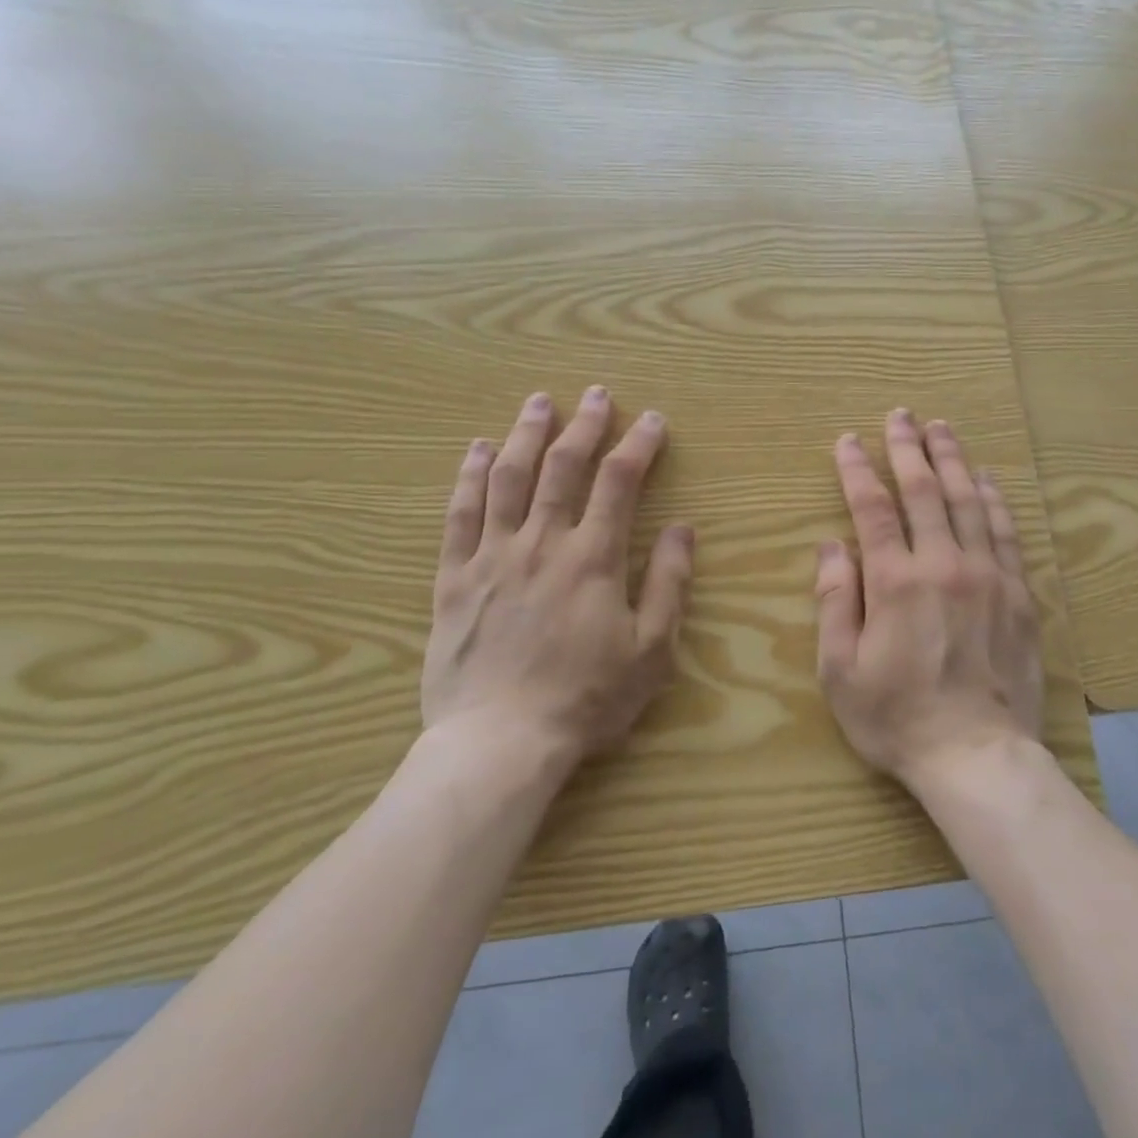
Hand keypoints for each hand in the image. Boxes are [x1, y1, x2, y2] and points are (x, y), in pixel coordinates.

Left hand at [420, 386, 694, 769]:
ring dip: (526, 435)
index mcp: (593, 558)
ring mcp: (493, 556)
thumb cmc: (587, 699)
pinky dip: (469, 477)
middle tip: (596, 395)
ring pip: (509, 479)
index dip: (638, 446)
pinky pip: (460, 515)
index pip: (619, 483)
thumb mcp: (650, 650)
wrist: (500, 742)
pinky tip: (478, 450)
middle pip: (563, 467)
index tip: (651, 420)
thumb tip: (682, 529)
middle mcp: (542, 543)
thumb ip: (668, 584)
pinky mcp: (455, 578)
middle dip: (584, 425)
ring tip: (539, 402)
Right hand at [814, 409, 1043, 789]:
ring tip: (942, 429)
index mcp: (895, 581)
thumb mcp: (841, 670)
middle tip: (901, 415)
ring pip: (969, 502)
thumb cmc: (898, 718)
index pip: (872, 509)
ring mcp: (988, 577)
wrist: (977, 756)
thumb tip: (831, 547)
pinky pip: (1006, 534)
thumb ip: (835, 602)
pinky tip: (987, 480)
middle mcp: (943, 565)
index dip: (856, 470)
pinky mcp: (1019, 595)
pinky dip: (994, 501)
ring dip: (953, 461)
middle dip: (908, 448)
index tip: (847, 441)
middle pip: (925, 492)